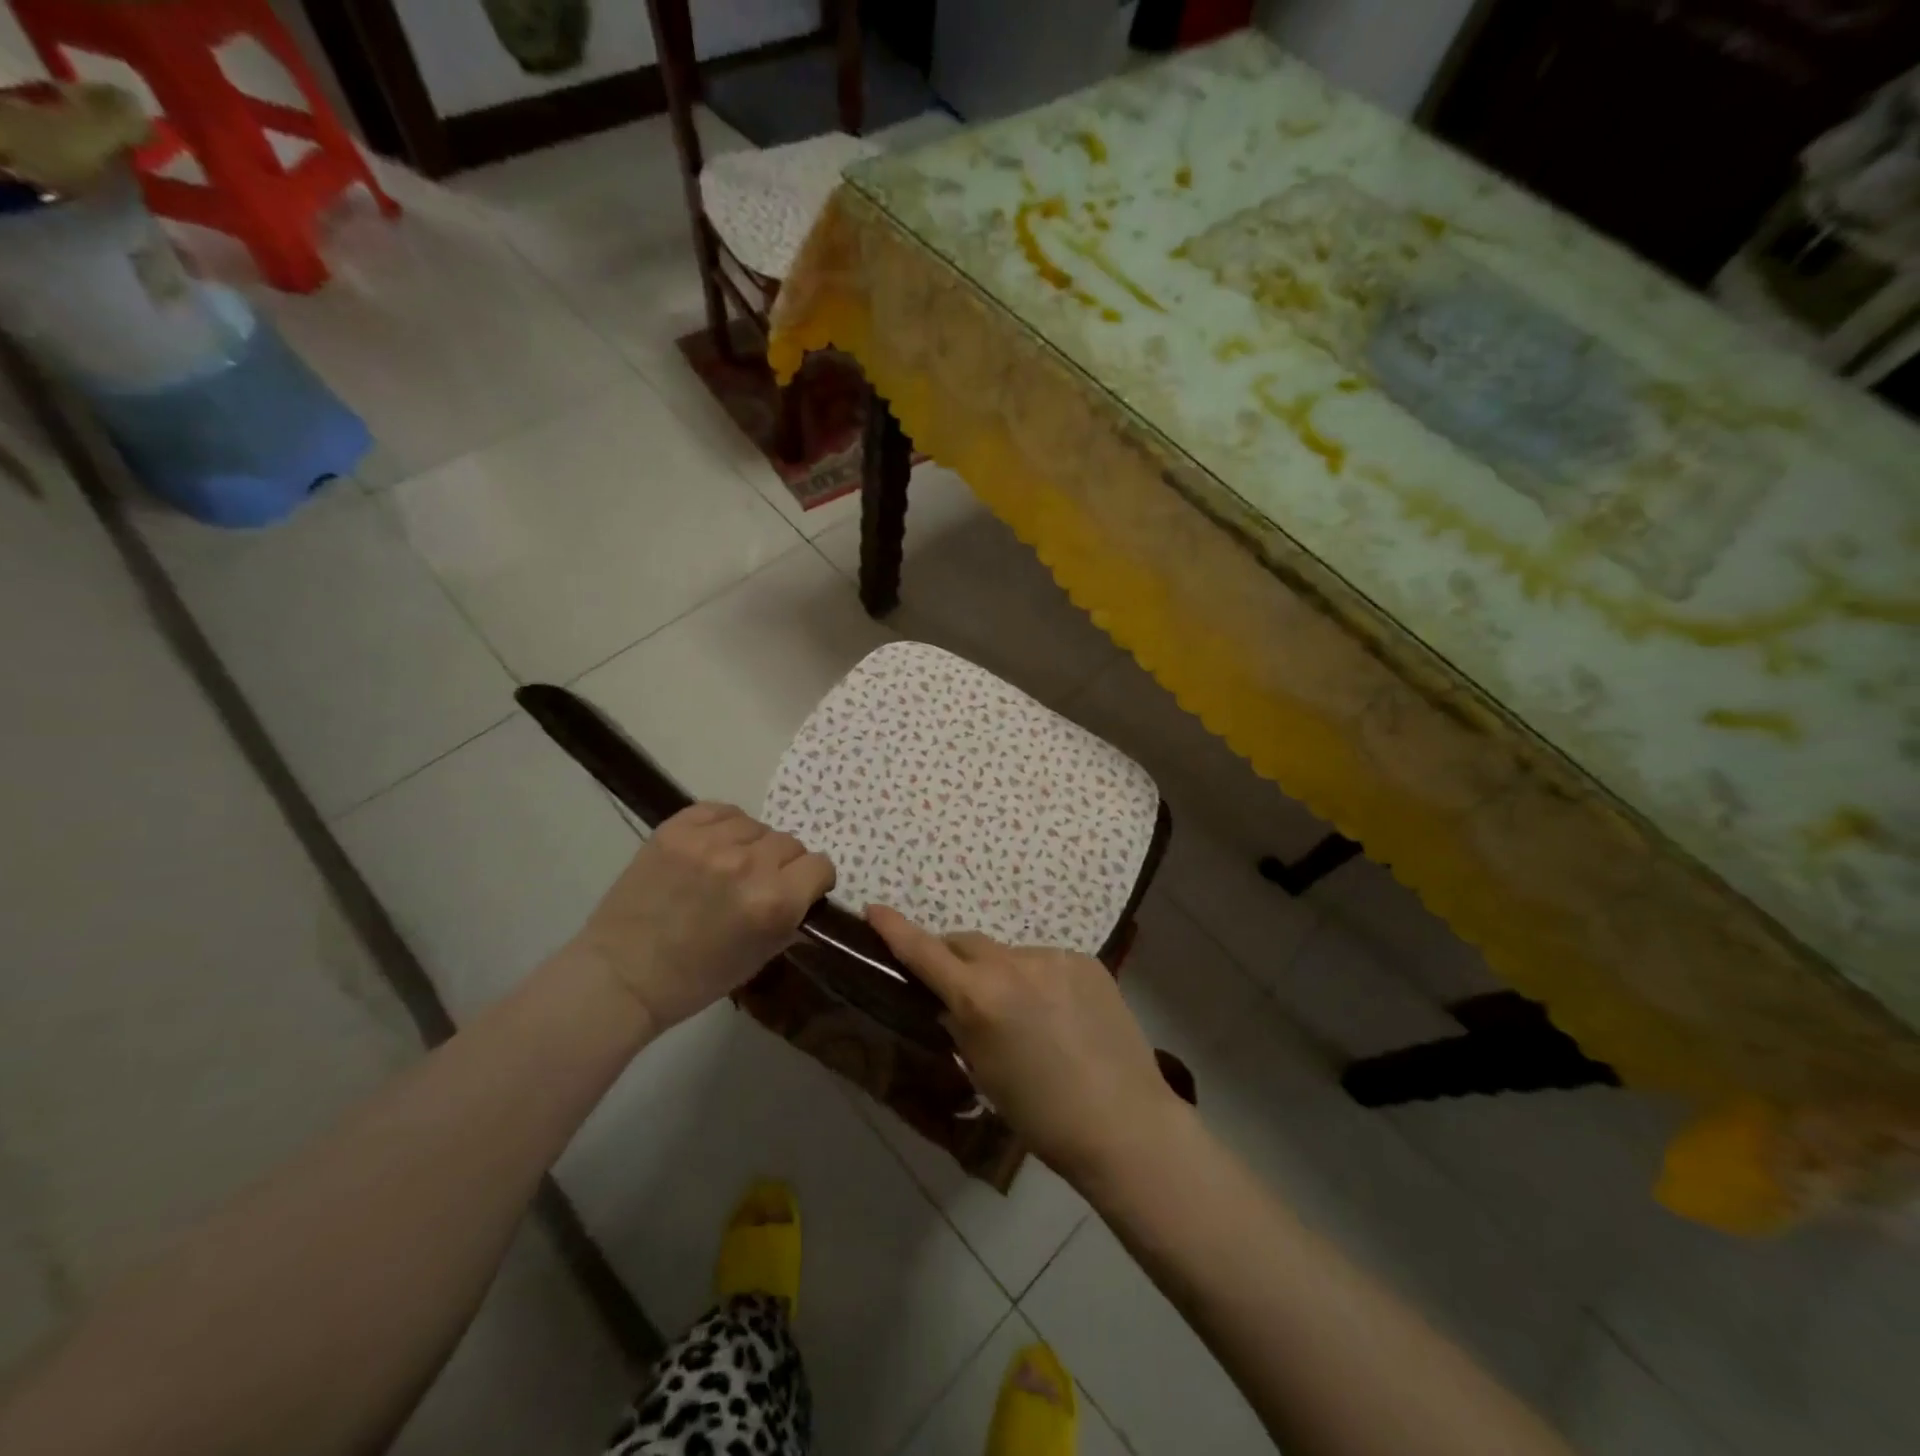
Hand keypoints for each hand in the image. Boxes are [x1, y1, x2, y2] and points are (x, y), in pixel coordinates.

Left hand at [569, 804, 834, 1036]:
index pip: (820, 865)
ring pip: (756, 825)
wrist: (622, 975)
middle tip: (757, 885)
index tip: (799, 891)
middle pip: (790, 843)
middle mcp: (749, 865)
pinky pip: (720, 810)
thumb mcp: (761, 957)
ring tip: (728, 866)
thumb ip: (791, 919)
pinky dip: (723, 826)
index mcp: (775, 902)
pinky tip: (711, 847)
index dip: (813, 881)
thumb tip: (807, 895)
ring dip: (751, 845)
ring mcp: (709, 842)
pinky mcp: (676, 829)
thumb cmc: (696, 979)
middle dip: (782, 865)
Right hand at [867, 905, 1186, 1183]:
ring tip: (1024, 1017)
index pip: (925, 952)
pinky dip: (1038, 980)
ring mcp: (1053, 957)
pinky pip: (1045, 962)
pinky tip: (1059, 1016)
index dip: (895, 929)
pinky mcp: (1085, 960)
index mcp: (980, 997)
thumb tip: (949, 1003)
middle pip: (967, 943)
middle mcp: (1013, 964)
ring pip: (1009, 955)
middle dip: (954, 959)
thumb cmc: (1042, 1115)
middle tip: (956, 990)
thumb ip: (960, 1025)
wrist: (1123, 1123)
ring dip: (1002, 974)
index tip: (874, 909)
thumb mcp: (984, 1072)